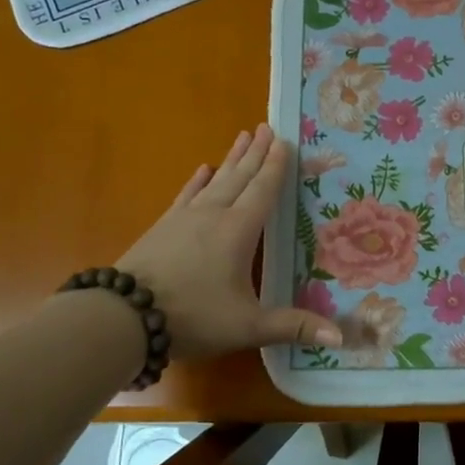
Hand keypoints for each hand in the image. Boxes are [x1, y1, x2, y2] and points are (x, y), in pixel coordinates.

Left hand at [114, 123, 342, 363]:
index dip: (275, 167)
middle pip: (239, 177)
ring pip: (214, 181)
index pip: (262, 191)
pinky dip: (196, 181)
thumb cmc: (193, 317)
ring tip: (241, 136)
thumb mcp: (248, 326)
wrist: (125, 316)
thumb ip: (293, 327)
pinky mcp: (162, 227)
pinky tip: (202, 170)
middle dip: (255, 153)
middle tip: (265, 126)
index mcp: (238, 232)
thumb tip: (340, 338)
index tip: (284, 140)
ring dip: (230, 159)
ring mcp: (184, 219)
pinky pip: (185, 195)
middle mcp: (213, 215)